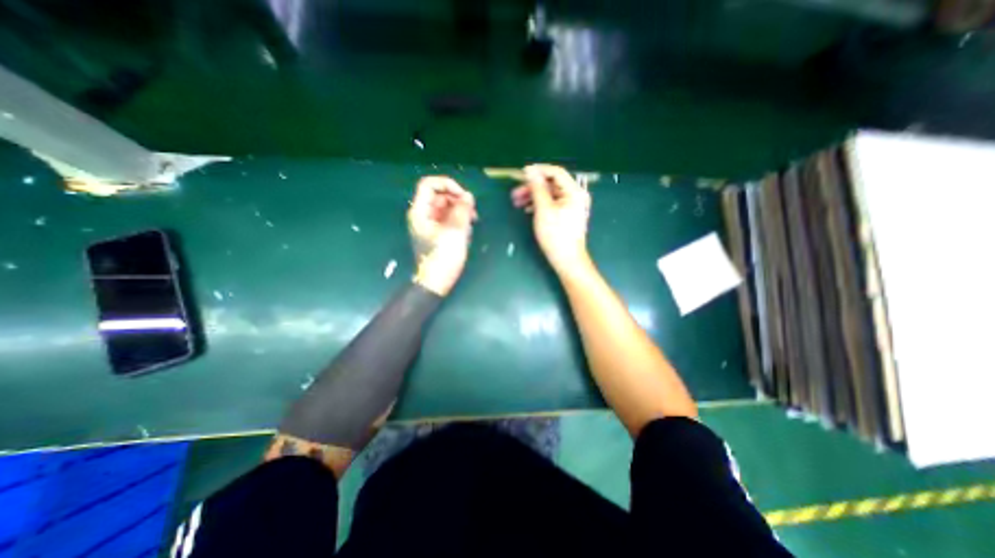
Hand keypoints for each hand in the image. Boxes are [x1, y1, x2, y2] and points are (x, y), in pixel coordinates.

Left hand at [408, 175, 477, 296]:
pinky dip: (459, 221)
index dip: (447, 184)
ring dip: (461, 212)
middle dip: (457, 200)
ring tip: (471, 223)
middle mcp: (423, 215)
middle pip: (440, 196)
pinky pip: (449, 219)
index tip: (463, 195)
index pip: (429, 185)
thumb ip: (462, 210)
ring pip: (446, 207)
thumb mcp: (455, 231)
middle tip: (472, 212)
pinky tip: (466, 232)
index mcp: (420, 211)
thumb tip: (468, 196)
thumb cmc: (443, 257)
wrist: (437, 282)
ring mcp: (430, 224)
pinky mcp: (437, 233)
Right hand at [512, 161, 589, 273]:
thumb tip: (530, 170)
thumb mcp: (543, 210)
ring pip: (550, 194)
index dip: (538, 171)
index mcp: (574, 191)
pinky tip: (527, 209)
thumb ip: (537, 188)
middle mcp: (575, 195)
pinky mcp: (567, 214)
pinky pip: (552, 203)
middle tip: (515, 193)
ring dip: (533, 196)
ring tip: (517, 202)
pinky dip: (539, 204)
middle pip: (551, 184)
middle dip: (532, 187)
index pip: (556, 172)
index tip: (521, 174)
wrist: (567, 260)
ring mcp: (572, 205)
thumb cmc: (556, 235)